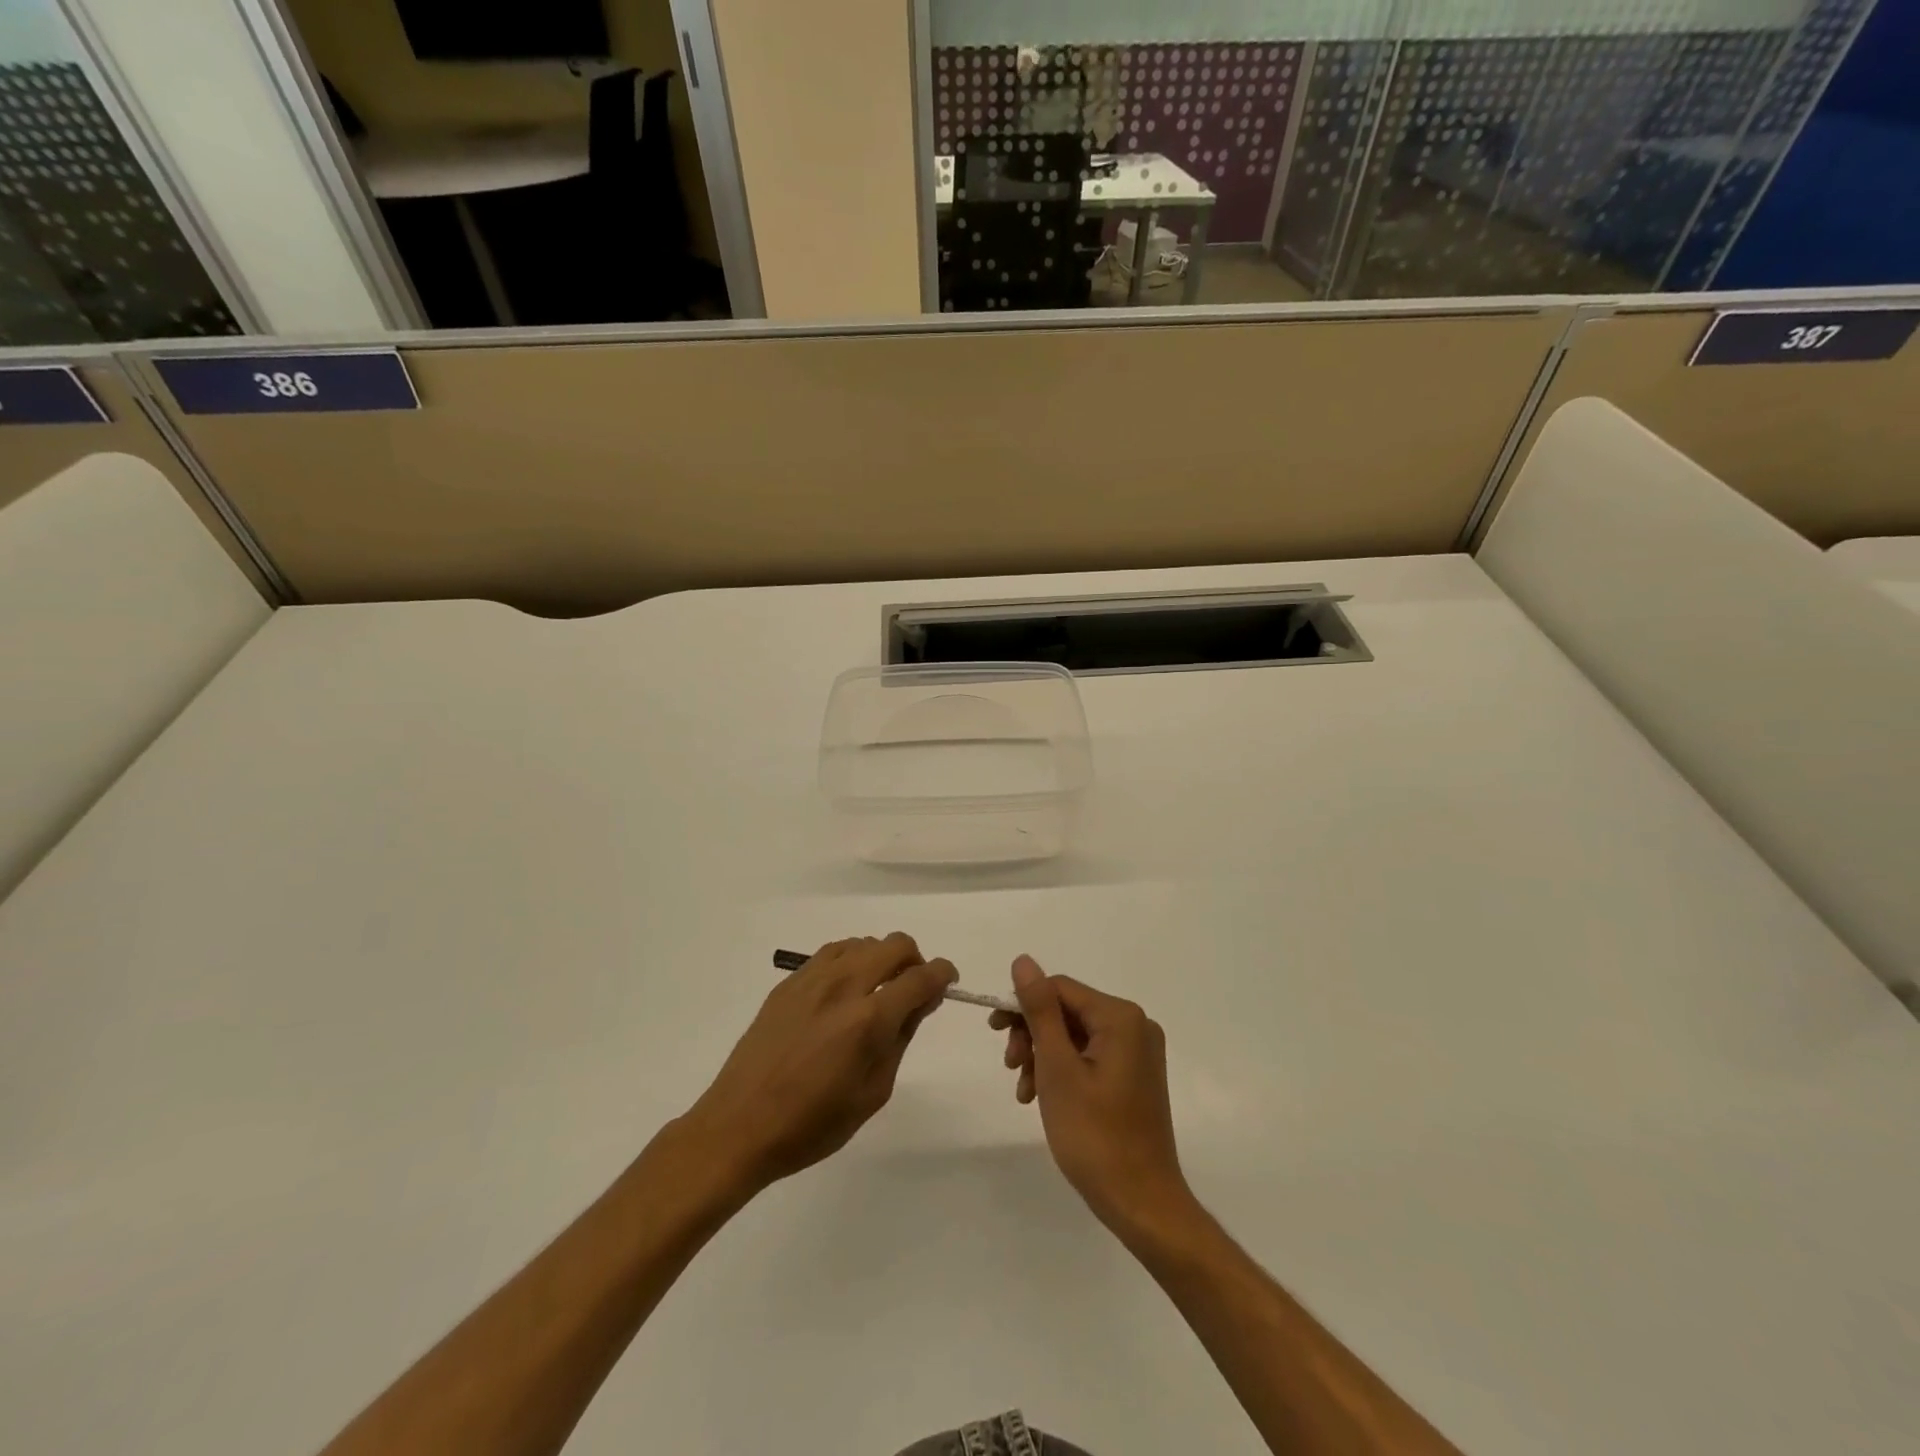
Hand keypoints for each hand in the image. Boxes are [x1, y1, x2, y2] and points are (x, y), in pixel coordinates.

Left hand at [682, 934, 955, 1192]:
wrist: (739, 1125)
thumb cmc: (813, 1124)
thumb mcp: (873, 1092)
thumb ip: (902, 1038)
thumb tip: (922, 1000)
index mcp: (869, 1019)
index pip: (922, 977)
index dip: (944, 975)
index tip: (948, 983)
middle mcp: (844, 985)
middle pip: (896, 945)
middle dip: (915, 962)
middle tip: (912, 992)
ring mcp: (813, 979)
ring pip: (864, 942)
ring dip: (881, 959)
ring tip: (875, 993)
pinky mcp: (790, 982)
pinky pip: (833, 953)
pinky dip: (851, 961)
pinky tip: (844, 992)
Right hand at [991, 955, 1193, 1240]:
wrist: (1142, 1204)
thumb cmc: (1095, 1135)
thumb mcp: (1057, 1068)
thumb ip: (1040, 1010)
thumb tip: (1023, 961)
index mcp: (1121, 1017)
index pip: (1060, 988)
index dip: (1023, 1004)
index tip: (995, 1033)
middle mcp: (1135, 1025)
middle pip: (1068, 1010)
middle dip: (1033, 1034)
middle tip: (1011, 1067)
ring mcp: (1138, 1051)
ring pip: (1075, 1035)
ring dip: (1043, 1055)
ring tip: (1024, 1091)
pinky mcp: (1135, 1075)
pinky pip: (1090, 1056)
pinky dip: (1063, 1070)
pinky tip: (1043, 1096)